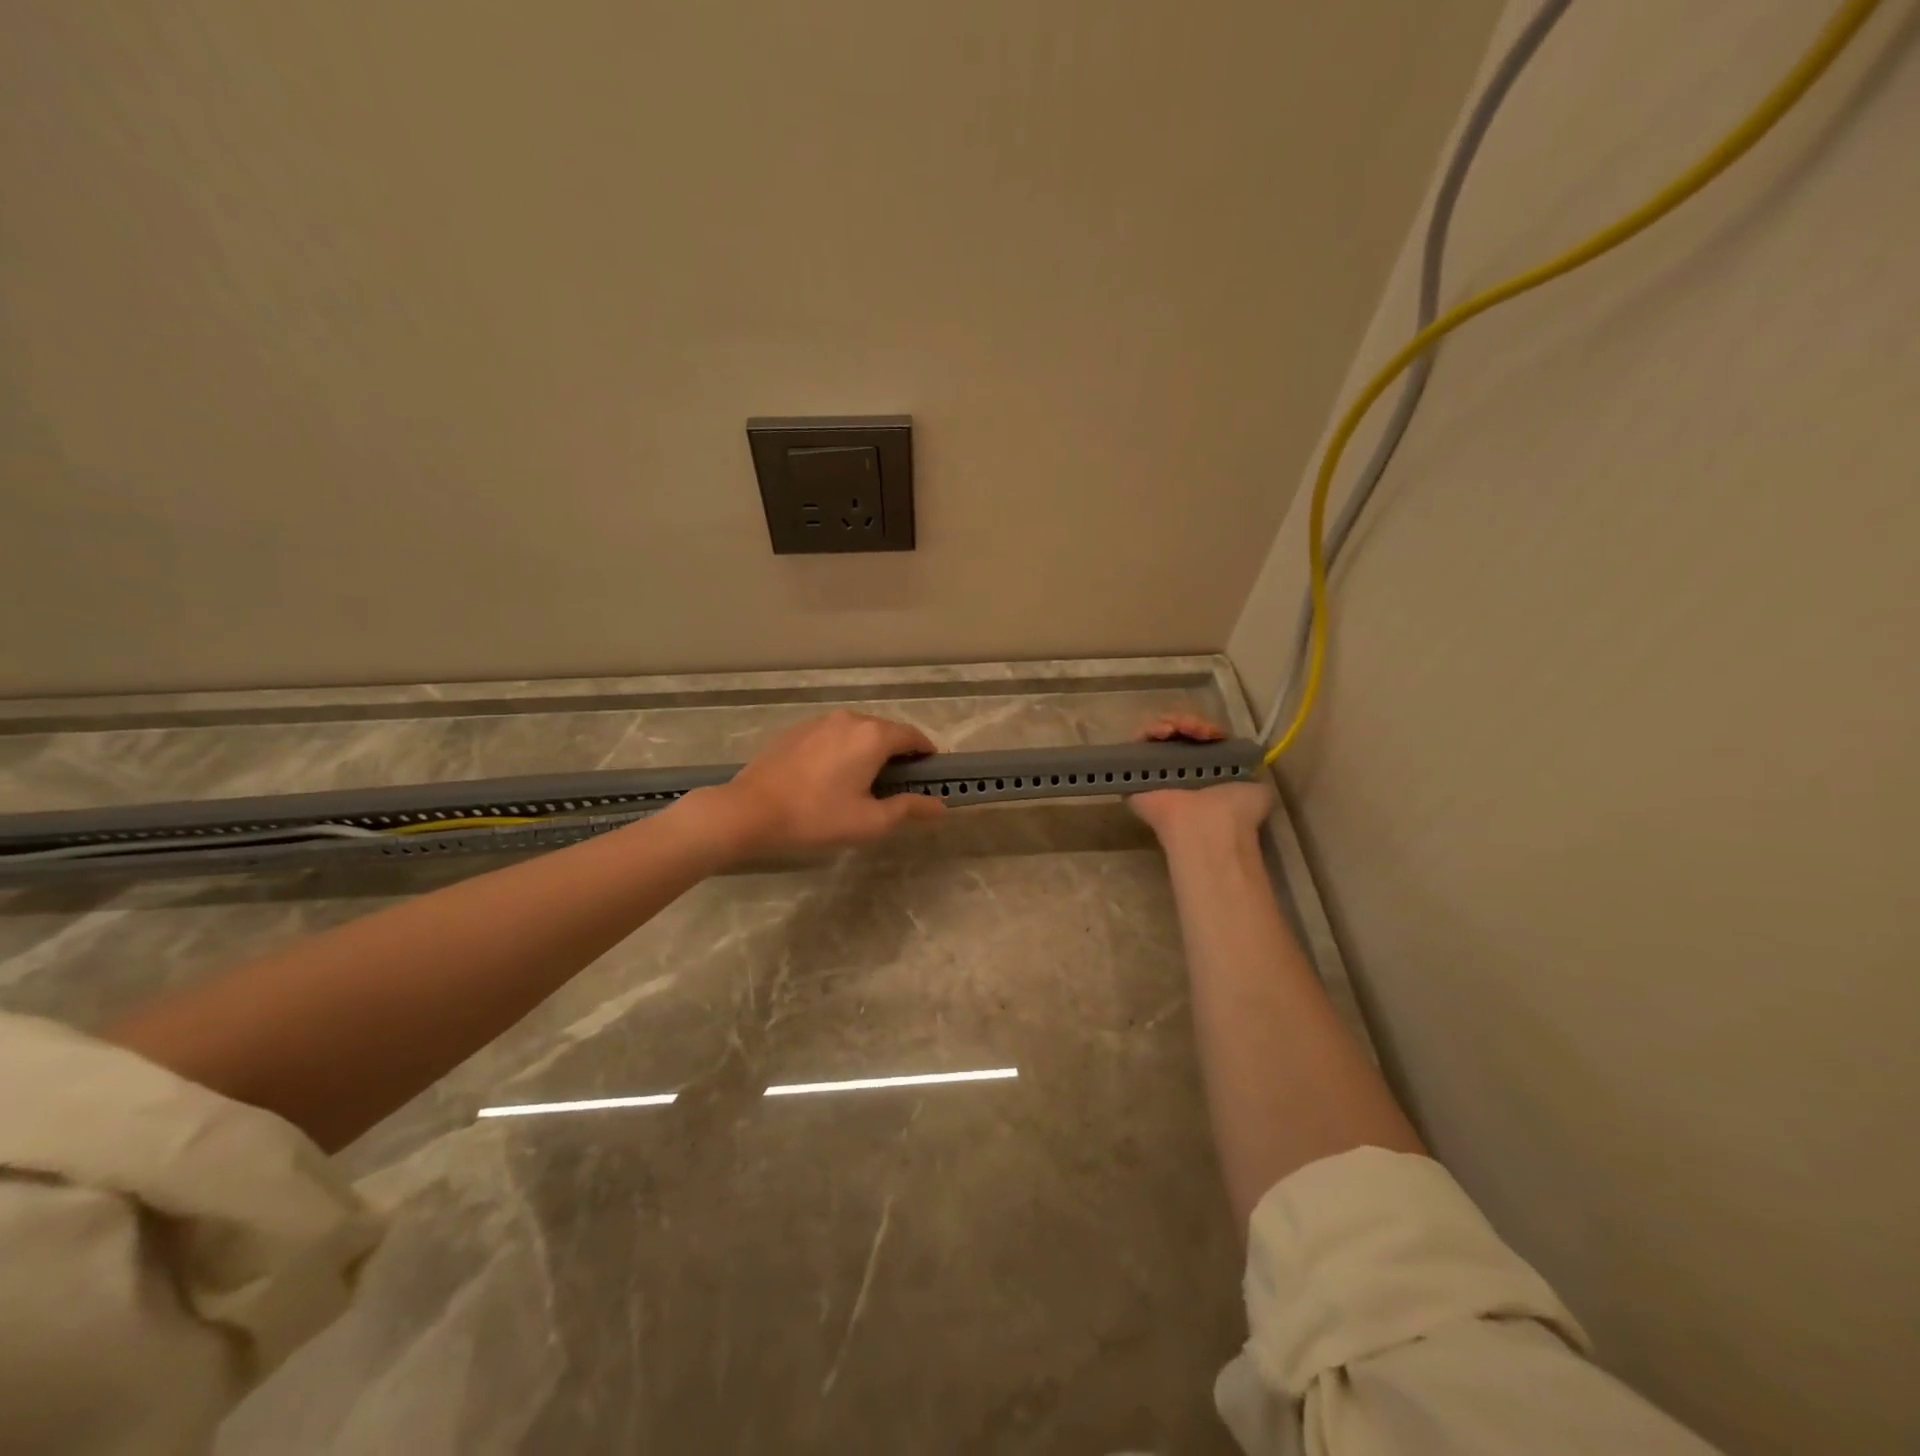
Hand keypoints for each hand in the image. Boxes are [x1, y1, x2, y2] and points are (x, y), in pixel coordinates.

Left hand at [698, 710, 945, 855]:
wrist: (749, 811)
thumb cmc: (816, 818)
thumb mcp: (869, 822)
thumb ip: (908, 809)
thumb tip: (940, 805)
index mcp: (873, 736)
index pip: (913, 736)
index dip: (926, 754)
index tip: (930, 774)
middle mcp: (849, 719)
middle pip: (885, 731)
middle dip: (898, 753)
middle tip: (898, 784)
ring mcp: (819, 721)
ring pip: (857, 731)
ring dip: (869, 750)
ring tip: (864, 781)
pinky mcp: (796, 731)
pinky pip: (832, 735)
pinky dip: (843, 749)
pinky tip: (831, 776)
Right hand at [1127, 714, 1272, 845]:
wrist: (1207, 824)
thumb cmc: (1235, 809)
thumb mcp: (1257, 788)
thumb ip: (1251, 772)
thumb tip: (1247, 762)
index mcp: (1206, 773)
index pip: (1200, 739)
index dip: (1206, 729)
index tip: (1213, 734)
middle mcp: (1180, 771)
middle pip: (1179, 733)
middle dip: (1189, 722)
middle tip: (1197, 731)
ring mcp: (1157, 771)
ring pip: (1159, 733)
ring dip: (1172, 723)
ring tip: (1179, 729)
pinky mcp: (1135, 771)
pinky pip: (1138, 741)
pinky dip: (1149, 729)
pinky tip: (1165, 731)